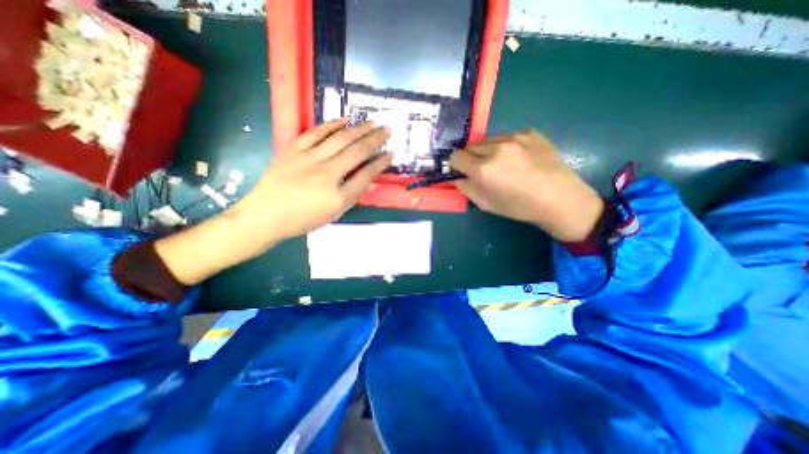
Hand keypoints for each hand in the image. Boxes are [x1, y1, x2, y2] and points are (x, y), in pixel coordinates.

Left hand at [228, 117, 391, 245]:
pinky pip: (315, 133)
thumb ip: (352, 196)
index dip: (380, 163)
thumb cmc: (303, 220)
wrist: (265, 215)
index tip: (391, 153)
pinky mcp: (293, 149)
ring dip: (359, 129)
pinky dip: (332, 125)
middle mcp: (326, 175)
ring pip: (339, 139)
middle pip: (356, 152)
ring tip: (372, 122)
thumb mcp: (333, 215)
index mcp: (337, 197)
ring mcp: (308, 159)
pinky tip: (345, 120)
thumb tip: (368, 177)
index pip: (366, 175)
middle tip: (388, 129)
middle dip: (375, 140)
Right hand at [452, 129, 602, 242]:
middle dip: (471, 157)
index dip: (456, 165)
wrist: (559, 198)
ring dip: (487, 151)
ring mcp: (514, 137)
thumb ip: (466, 188)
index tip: (462, 172)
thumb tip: (456, 178)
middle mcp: (496, 148)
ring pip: (487, 140)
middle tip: (482, 170)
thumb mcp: (486, 204)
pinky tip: (518, 158)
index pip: (455, 156)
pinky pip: (506, 136)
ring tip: (502, 164)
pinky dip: (505, 146)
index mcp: (483, 169)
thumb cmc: (519, 207)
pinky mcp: (529, 132)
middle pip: (469, 146)